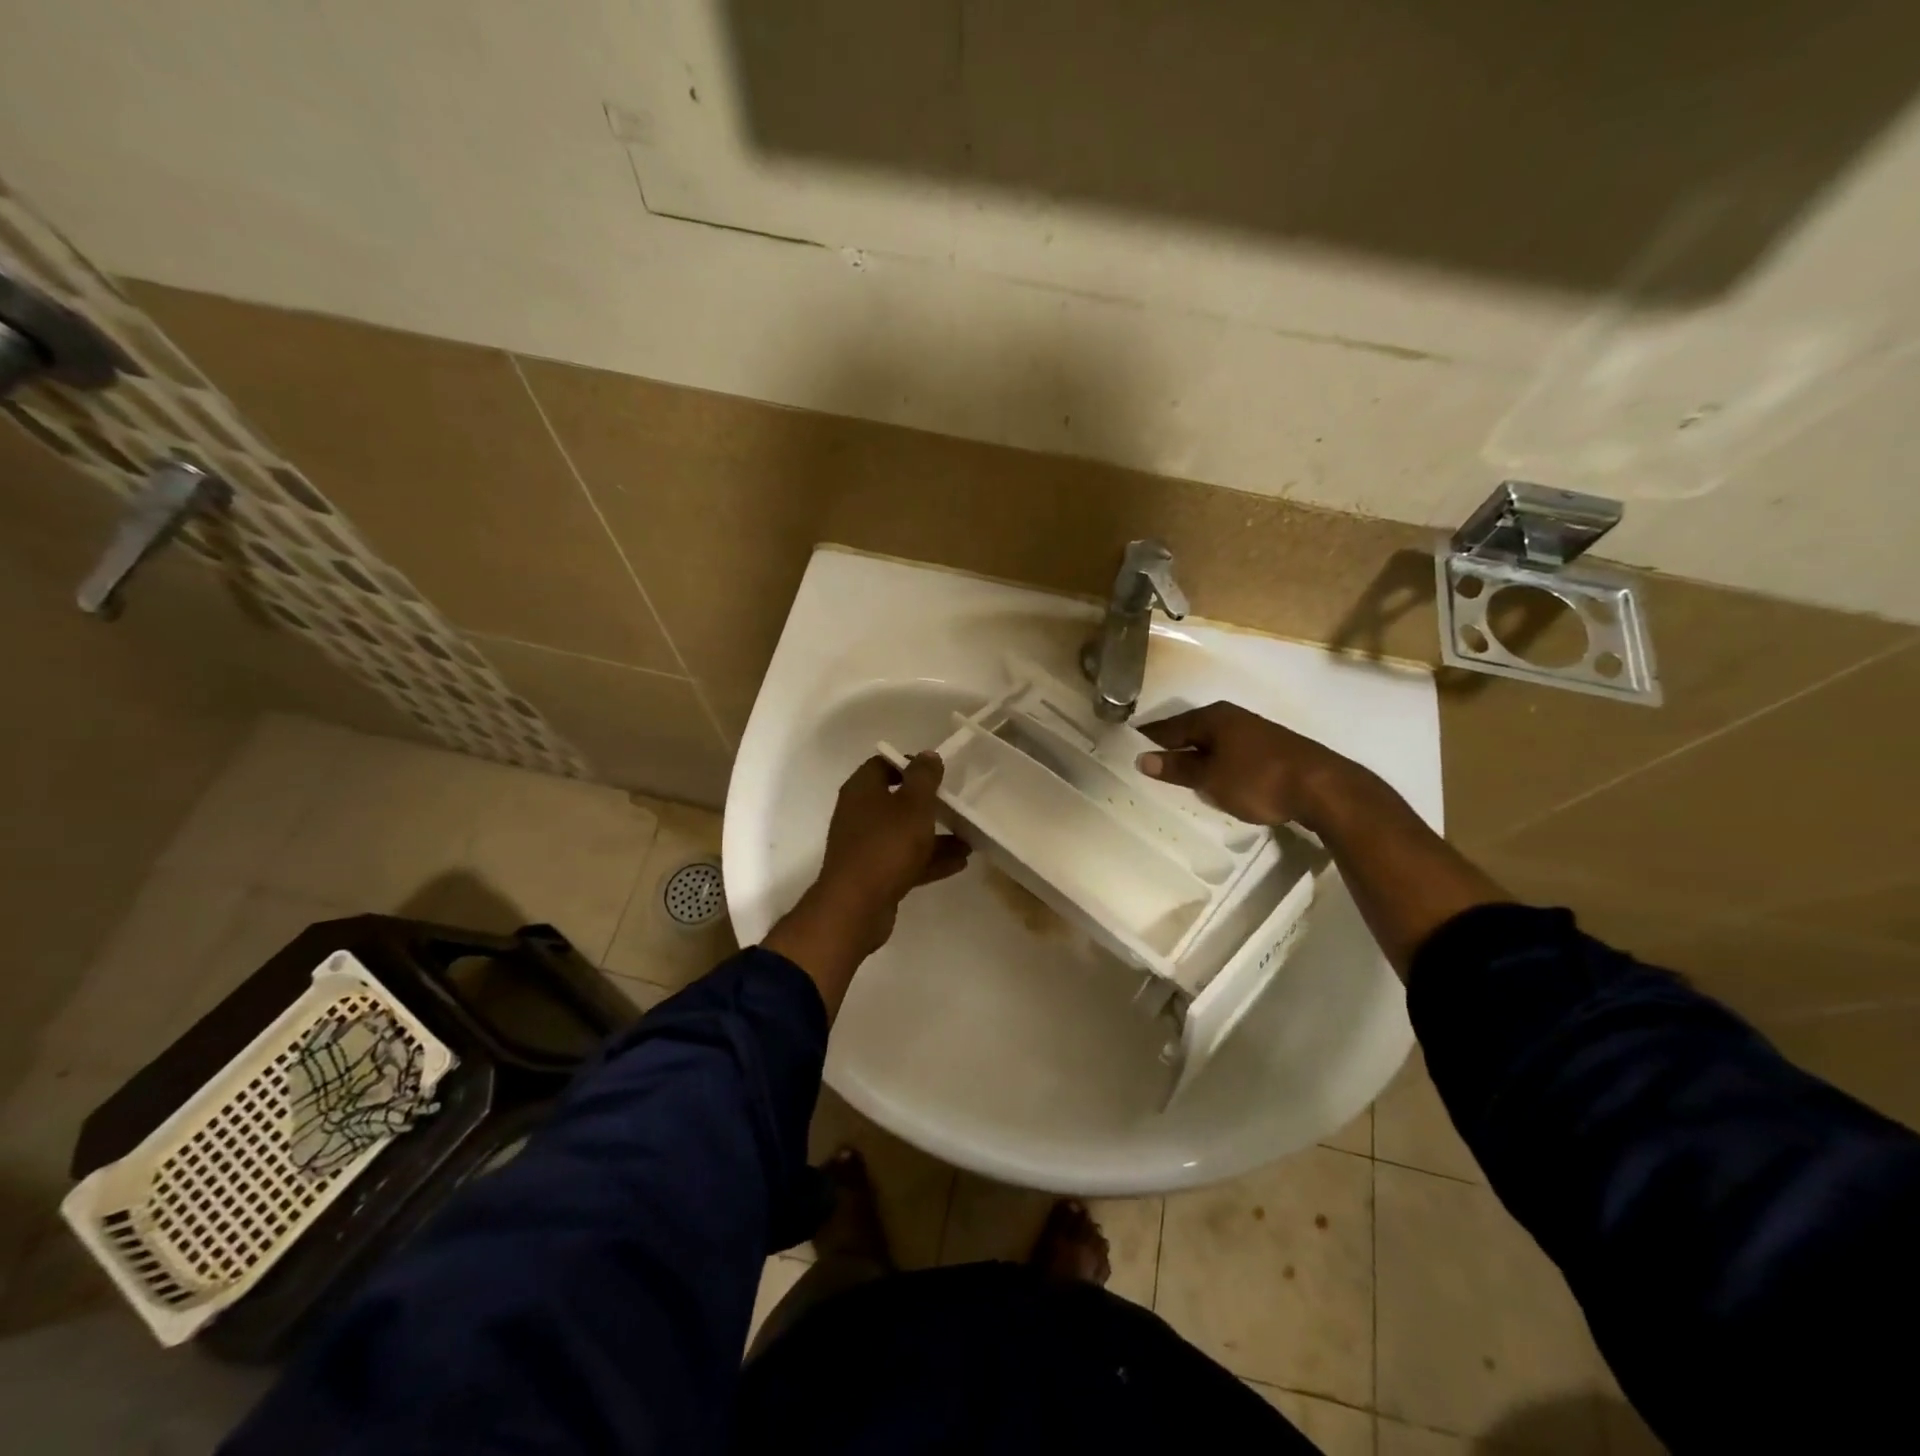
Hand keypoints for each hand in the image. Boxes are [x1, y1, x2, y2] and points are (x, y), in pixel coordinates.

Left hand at [813, 753, 971, 944]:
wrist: (856, 907)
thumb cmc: (886, 845)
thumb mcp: (913, 805)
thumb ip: (923, 778)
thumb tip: (927, 755)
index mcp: (862, 790)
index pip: (884, 764)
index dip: (910, 764)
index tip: (938, 772)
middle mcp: (859, 814)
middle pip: (895, 800)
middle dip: (927, 803)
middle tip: (956, 804)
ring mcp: (865, 847)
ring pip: (903, 833)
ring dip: (934, 835)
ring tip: (968, 838)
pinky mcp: (874, 875)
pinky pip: (905, 860)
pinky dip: (929, 860)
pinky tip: (960, 862)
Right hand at [1134, 701, 1370, 833]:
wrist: (1324, 788)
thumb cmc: (1258, 779)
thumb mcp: (1210, 778)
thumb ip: (1177, 767)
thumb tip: (1142, 758)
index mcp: (1213, 717)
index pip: (1168, 727)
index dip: (1147, 740)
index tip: (1126, 751)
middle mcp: (1232, 717)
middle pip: (1191, 732)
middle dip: (1171, 748)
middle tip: (1147, 767)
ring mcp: (1254, 733)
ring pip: (1212, 743)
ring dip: (1195, 757)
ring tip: (1177, 777)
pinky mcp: (1270, 750)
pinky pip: (1230, 753)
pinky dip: (1216, 764)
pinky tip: (1214, 780)